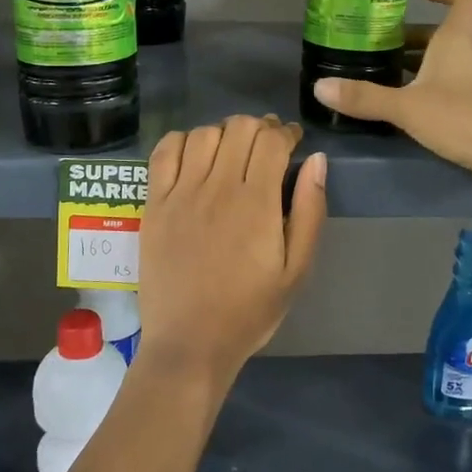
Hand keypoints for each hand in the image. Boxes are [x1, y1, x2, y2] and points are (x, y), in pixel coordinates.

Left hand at [138, 115, 327, 390]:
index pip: (272, 140)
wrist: (190, 343)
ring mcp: (180, 194)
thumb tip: (317, 160)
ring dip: (224, 133)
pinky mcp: (154, 204)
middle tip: (266, 146)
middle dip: (259, 127)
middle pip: (239, 127)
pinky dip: (183, 141)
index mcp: (257, 203)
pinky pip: (164, 152)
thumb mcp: (297, 269)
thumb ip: (310, 210)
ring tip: (232, 152)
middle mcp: (217, 188)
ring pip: (204, 133)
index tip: (292, 140)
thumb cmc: (250, 310)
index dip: (286, 131)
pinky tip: (194, 155)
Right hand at [310, 0, 471, 200]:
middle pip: (445, 38)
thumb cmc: (465, 118)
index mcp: (457, 43)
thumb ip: (365, 98)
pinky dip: (428, 96)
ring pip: (446, 68)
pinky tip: (406, 114)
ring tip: (383, 79)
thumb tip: (319, 87)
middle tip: (379, 45)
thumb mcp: (408, 107)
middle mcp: (471, 60)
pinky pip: (450, 95)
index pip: (467, 0)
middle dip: (413, 39)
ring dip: (418, 69)